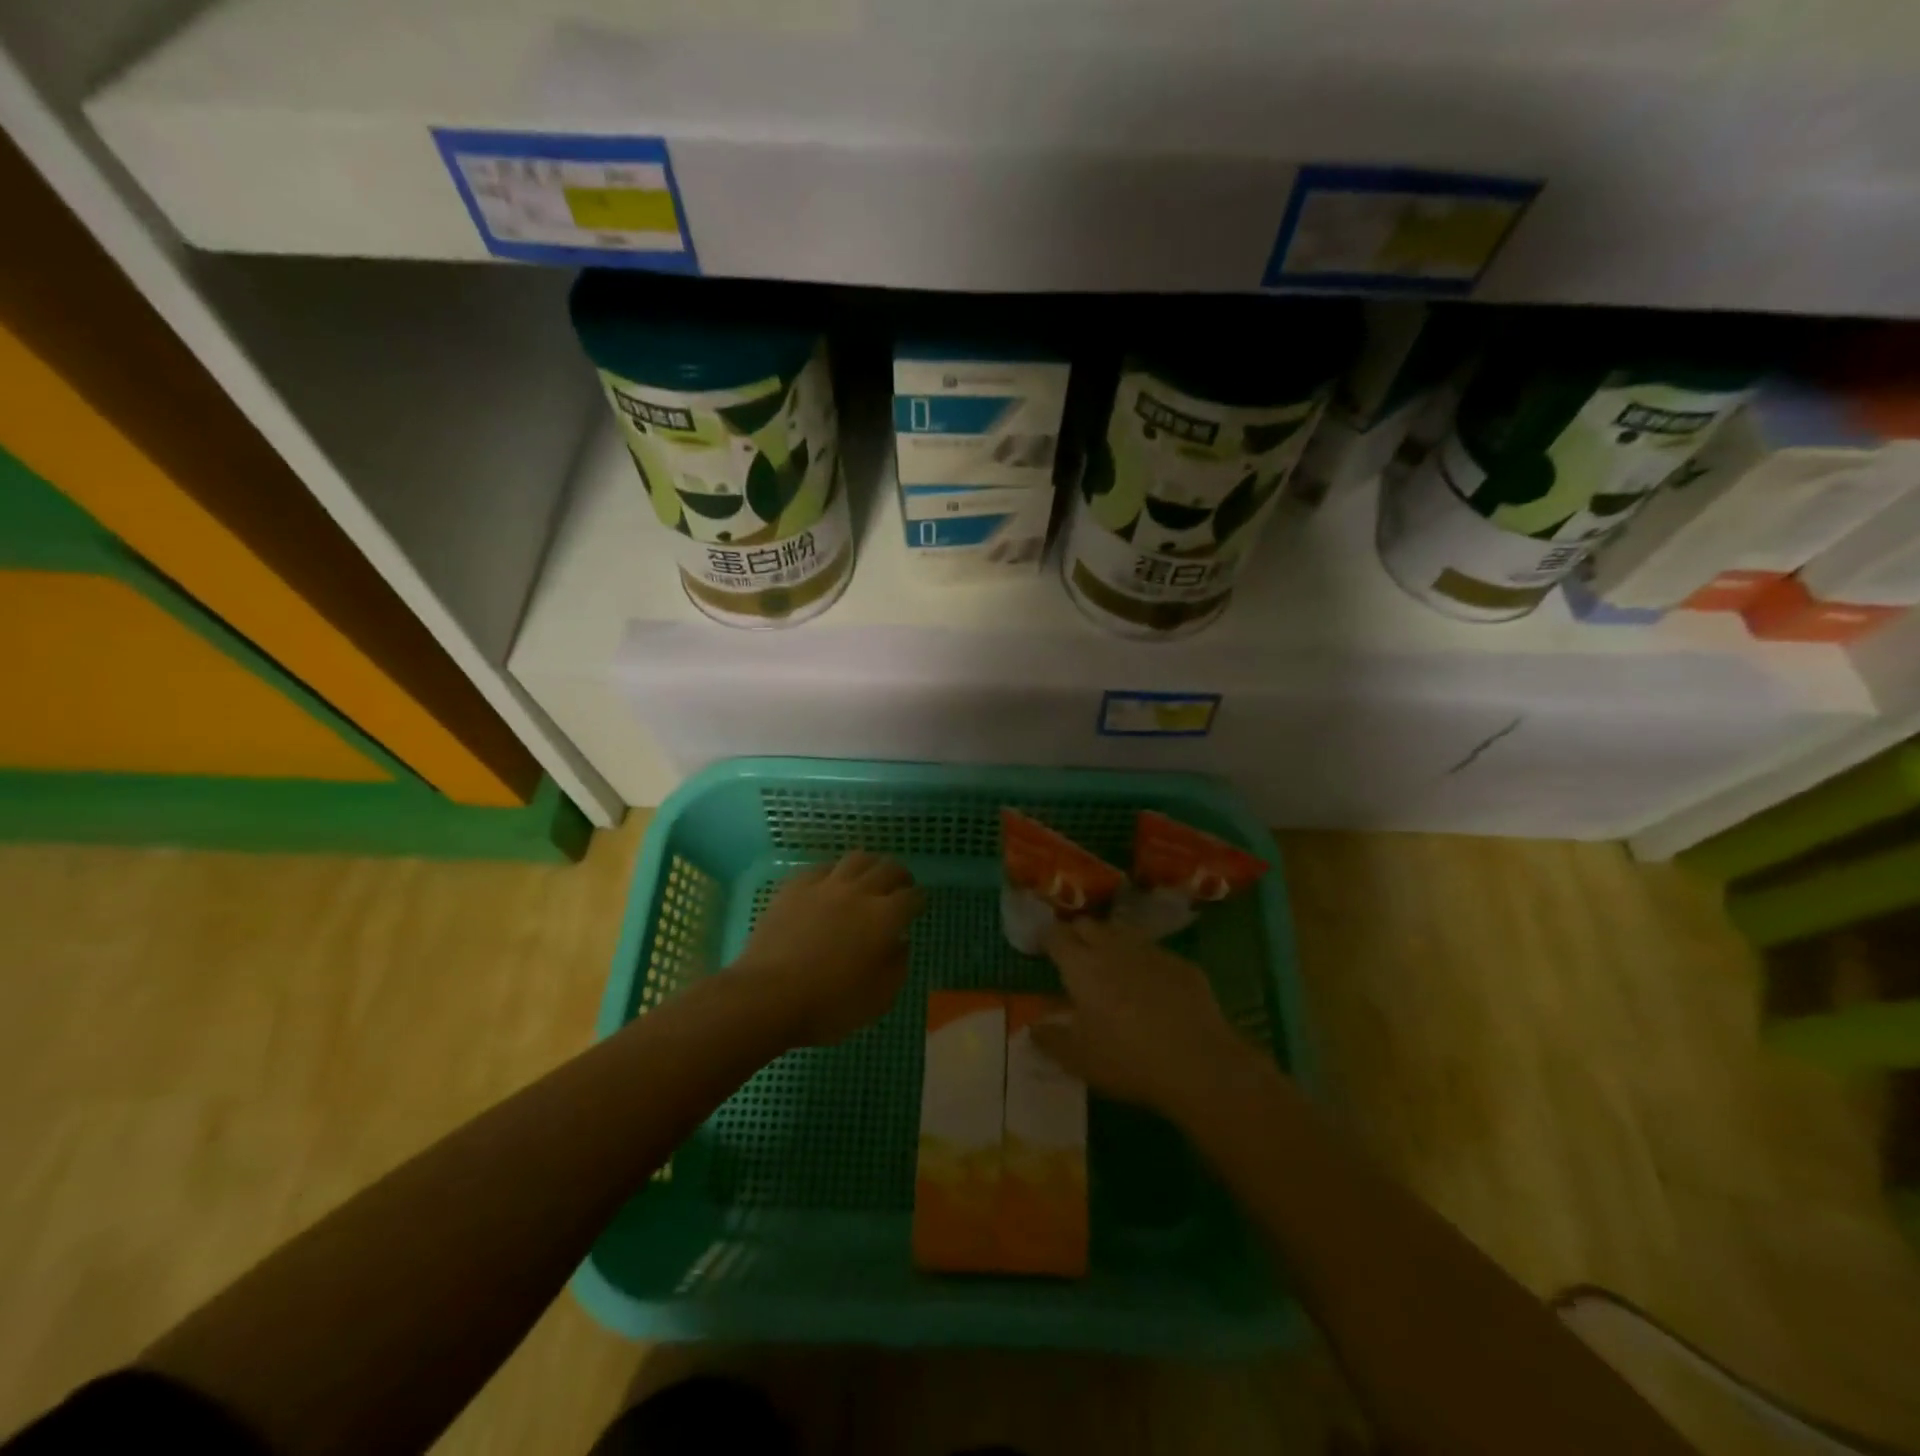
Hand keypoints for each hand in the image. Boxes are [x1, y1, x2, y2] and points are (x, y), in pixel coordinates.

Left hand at [729, 852, 925, 1046]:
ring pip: (856, 859)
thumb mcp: (878, 1000)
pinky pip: (822, 868)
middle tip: (900, 886)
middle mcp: (859, 892)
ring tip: (869, 877)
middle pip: (888, 868)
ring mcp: (825, 885)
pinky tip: (830, 885)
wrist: (767, 996)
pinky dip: (834, 872)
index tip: (918, 906)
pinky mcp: (795, 887)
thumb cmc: (829, 1005)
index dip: (919, 900)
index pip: (912, 897)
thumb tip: (900, 943)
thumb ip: (897, 967)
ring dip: (870, 865)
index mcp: (885, 917)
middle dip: (900, 875)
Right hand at [1033, 917, 1262, 1122]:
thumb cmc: (1128, 1060)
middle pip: (1088, 925)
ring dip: (1109, 943)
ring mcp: (1150, 951)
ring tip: (1109, 967)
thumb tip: (1033, 1027)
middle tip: (1074, 958)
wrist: (1199, 1063)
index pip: (1057, 935)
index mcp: (1082, 966)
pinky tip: (1149, 986)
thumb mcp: (1078, 1059)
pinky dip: (1143, 962)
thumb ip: (1050, 1039)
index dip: (1047, 939)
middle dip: (1077, 935)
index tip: (1044, 949)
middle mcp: (1113, 948)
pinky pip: (1153, 952)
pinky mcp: (1181, 963)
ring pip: (1121, 933)